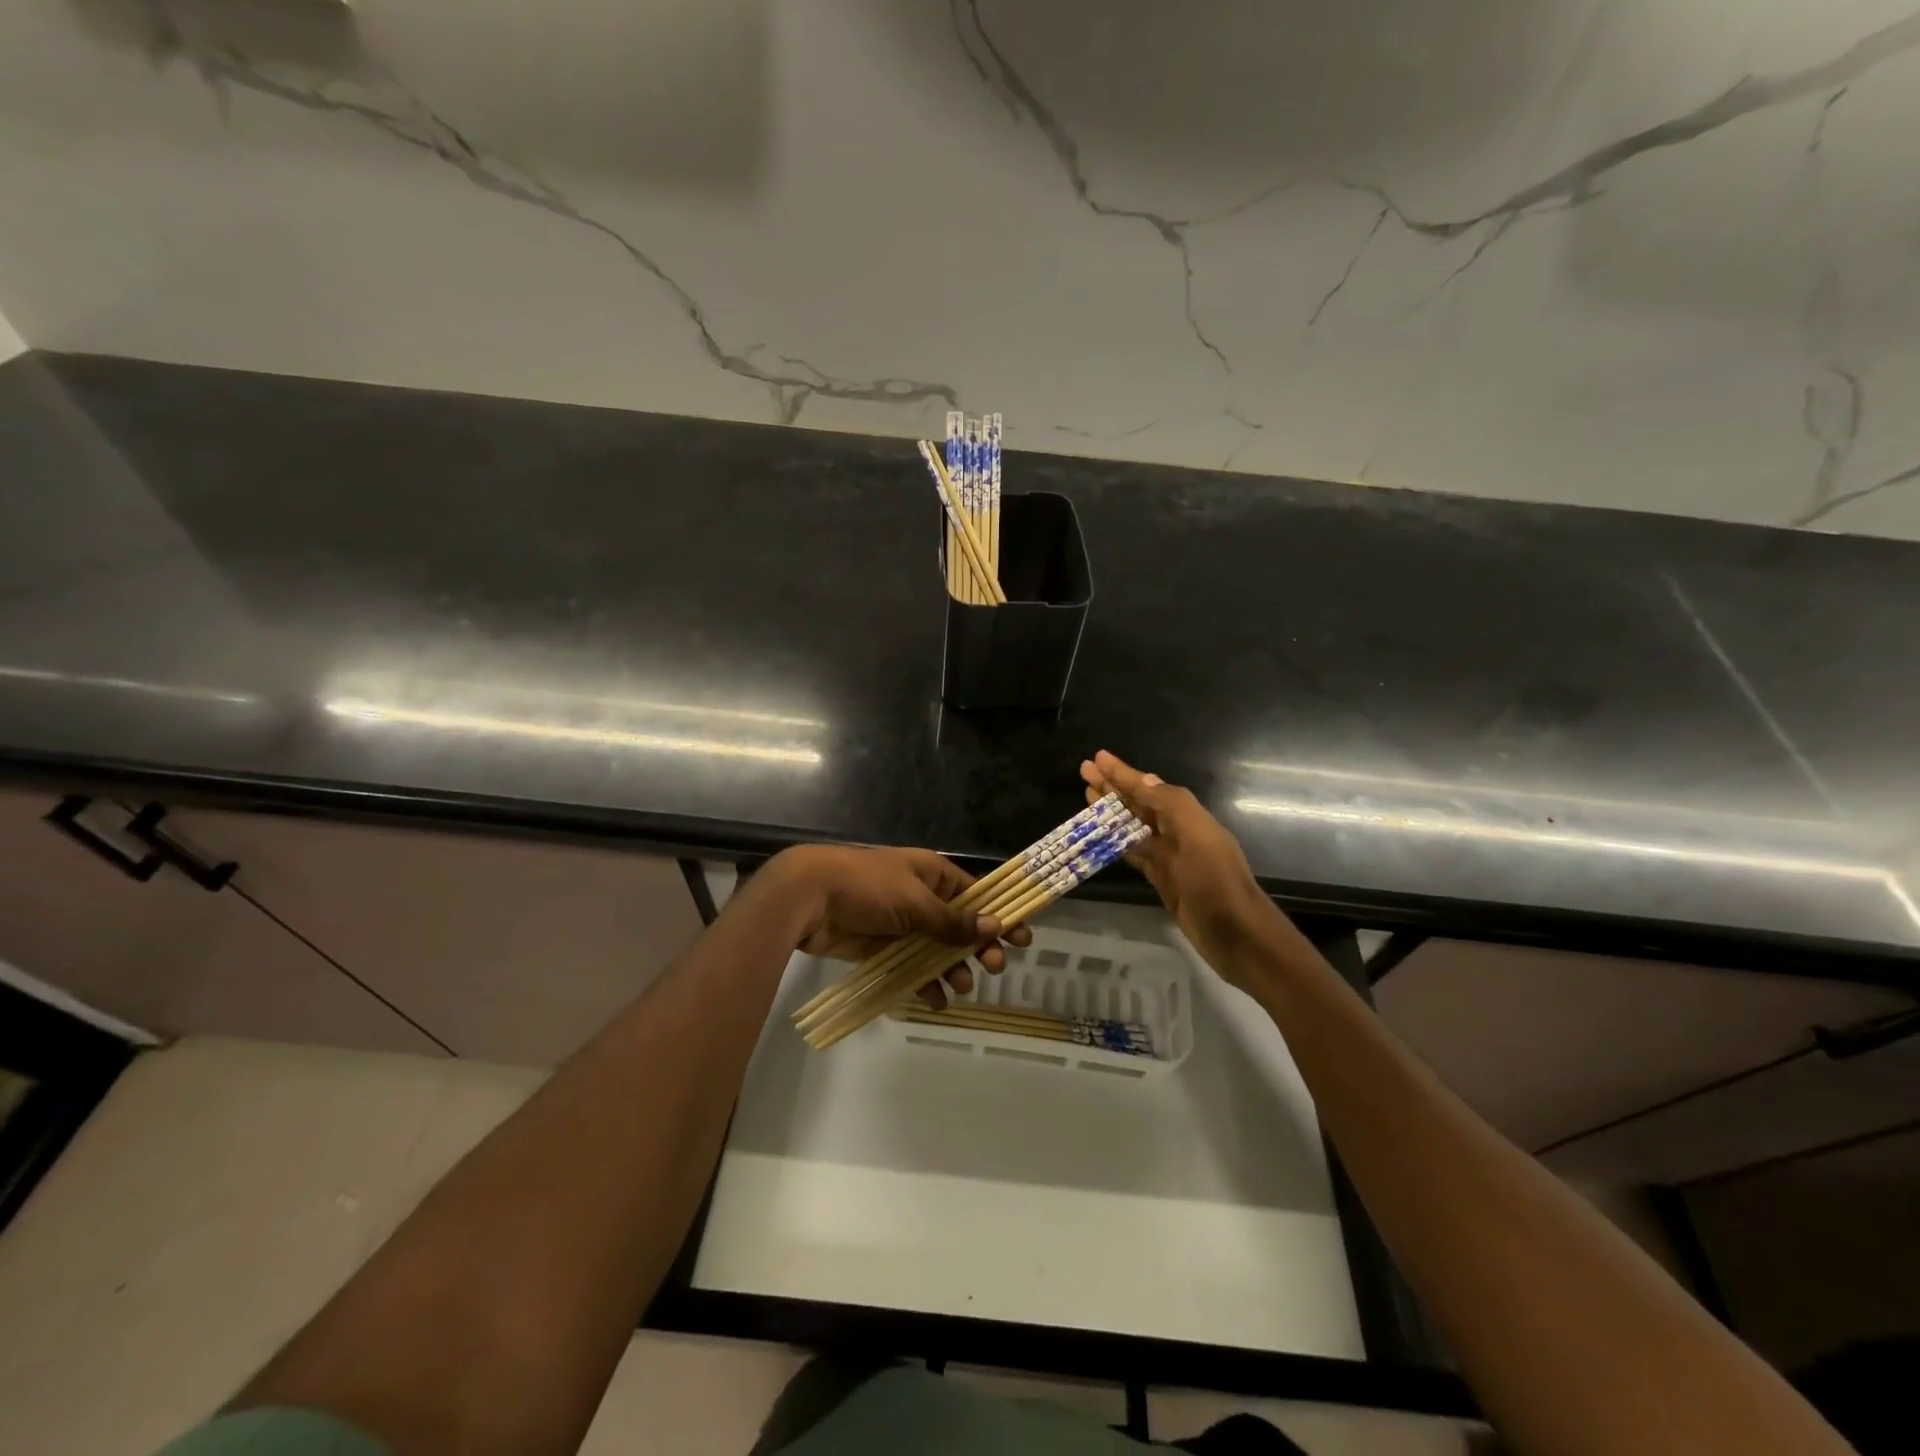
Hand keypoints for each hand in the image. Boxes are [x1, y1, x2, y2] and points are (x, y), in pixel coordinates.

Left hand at [761, 845, 1030, 1004]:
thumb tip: (995, 926)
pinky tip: (935, 1000)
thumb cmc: (867, 887)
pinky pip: (912, 967)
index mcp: (932, 874)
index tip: (1023, 938)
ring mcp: (902, 924)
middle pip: (960, 925)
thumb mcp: (915, 900)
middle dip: (979, 946)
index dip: (999, 915)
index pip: (976, 894)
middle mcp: (921, 897)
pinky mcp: (883, 948)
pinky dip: (925, 983)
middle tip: (995, 967)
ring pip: (938, 950)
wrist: (809, 897)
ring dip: (954, 968)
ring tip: (961, 986)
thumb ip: (952, 920)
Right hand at [1080, 750, 1281, 989]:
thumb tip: (1143, 778)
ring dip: (1111, 812)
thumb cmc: (1217, 883)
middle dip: (1112, 787)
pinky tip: (1100, 836)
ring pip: (1133, 827)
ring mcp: (1169, 857)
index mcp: (1188, 817)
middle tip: (1083, 771)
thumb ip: (1171, 805)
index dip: (1123, 773)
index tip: (1097, 758)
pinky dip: (1116, 842)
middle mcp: (1178, 832)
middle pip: (1139, 803)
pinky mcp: (1162, 880)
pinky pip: (1133, 853)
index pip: (1148, 787)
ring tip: (1086, 795)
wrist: (1238, 937)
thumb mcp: (1198, 837)